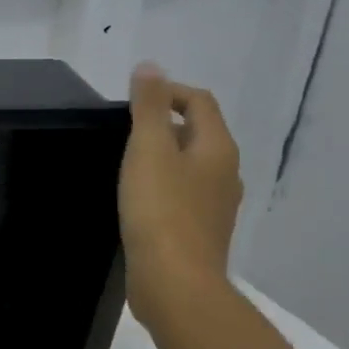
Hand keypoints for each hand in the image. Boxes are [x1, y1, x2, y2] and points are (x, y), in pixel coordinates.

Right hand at [119, 63, 242, 325]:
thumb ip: (148, 107)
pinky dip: (163, 185)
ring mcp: (216, 205)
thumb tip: (150, 66)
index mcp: (217, 148)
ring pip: (191, 166)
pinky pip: (183, 194)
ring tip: (126, 163)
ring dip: (163, 156)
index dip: (168, 92)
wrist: (175, 282)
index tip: (130, 101)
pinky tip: (137, 199)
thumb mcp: (148, 150)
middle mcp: (225, 172)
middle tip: (123, 131)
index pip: (200, 102)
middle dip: (163, 124)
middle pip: (198, 133)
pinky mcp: (199, 231)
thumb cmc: (160, 210)